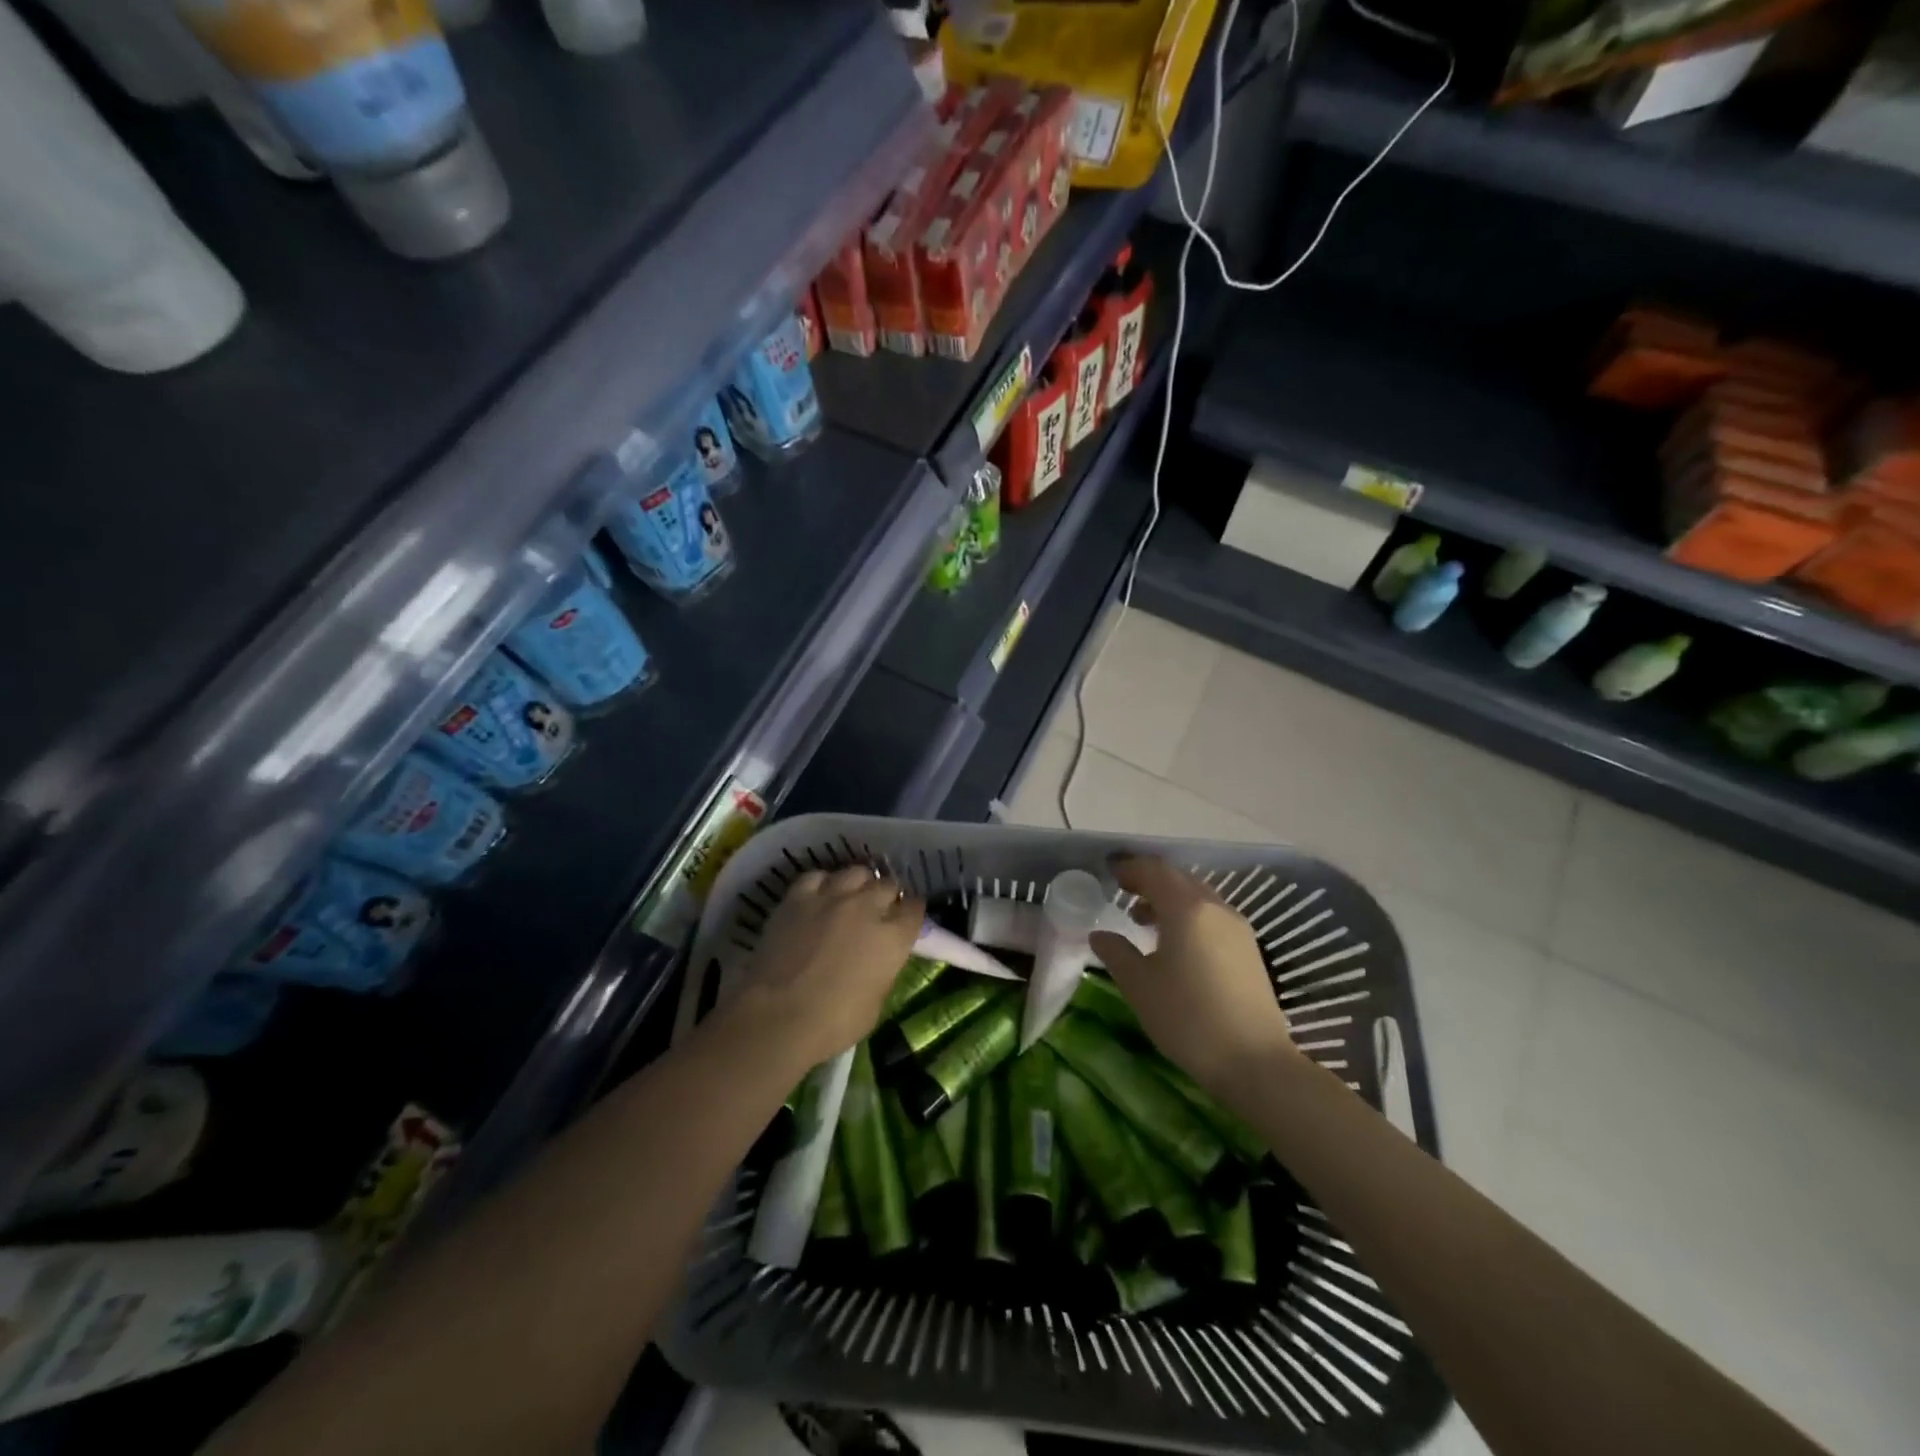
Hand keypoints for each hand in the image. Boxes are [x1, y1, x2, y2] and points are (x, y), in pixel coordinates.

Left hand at [719, 866, 924, 1071]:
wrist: (777, 1017)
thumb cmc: (833, 1023)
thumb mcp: (875, 1003)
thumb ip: (884, 970)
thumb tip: (880, 959)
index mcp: (893, 937)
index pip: (915, 908)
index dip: (911, 914)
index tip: (905, 922)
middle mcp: (867, 907)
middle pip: (887, 885)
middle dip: (887, 897)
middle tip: (878, 913)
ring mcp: (831, 897)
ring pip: (856, 872)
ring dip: (859, 884)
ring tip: (851, 898)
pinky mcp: (797, 897)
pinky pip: (817, 876)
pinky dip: (823, 884)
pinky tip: (819, 897)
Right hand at [1089, 855, 1295, 1099]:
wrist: (1254, 1061)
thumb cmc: (1187, 1018)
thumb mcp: (1139, 985)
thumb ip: (1116, 952)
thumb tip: (1100, 934)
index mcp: (1186, 908)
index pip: (1154, 870)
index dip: (1130, 868)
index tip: (1110, 874)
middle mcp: (1215, 907)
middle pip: (1179, 879)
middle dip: (1149, 881)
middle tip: (1123, 893)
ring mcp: (1237, 928)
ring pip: (1197, 897)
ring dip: (1169, 899)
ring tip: (1144, 921)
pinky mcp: (1248, 949)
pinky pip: (1211, 916)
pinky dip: (1188, 916)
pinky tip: (1175, 944)